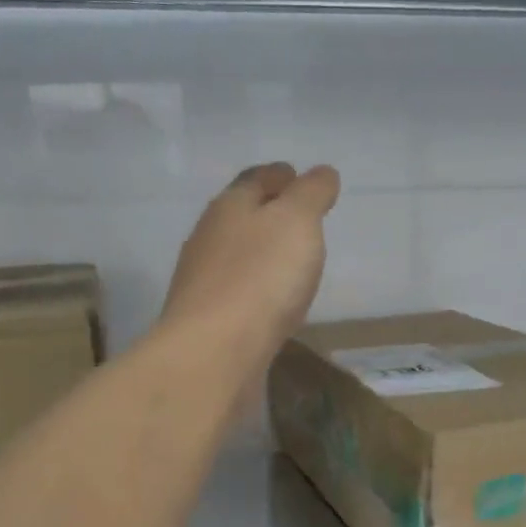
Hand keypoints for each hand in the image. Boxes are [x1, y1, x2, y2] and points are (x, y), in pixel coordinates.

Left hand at [162, 163, 341, 363]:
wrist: (214, 353)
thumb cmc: (260, 277)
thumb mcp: (297, 221)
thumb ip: (311, 193)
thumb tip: (321, 173)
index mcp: (229, 206)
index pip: (255, 178)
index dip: (280, 175)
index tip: (299, 177)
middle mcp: (210, 238)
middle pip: (242, 216)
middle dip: (269, 213)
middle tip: (302, 220)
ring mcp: (204, 281)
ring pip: (238, 255)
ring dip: (262, 254)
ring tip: (292, 261)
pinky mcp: (208, 319)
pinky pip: (238, 293)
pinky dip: (257, 288)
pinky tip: (273, 302)